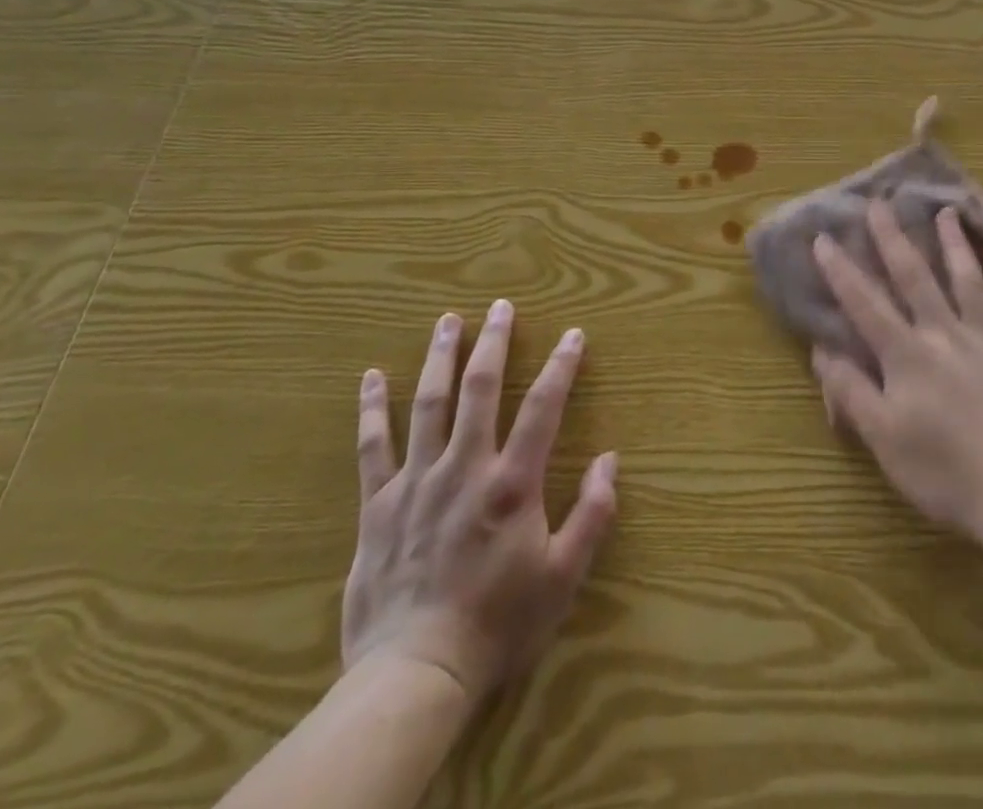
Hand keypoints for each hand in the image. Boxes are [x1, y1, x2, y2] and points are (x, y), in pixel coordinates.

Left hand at [342, 299, 617, 697]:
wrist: (414, 676)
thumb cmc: (497, 625)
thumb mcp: (562, 577)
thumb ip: (592, 515)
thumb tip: (610, 459)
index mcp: (511, 483)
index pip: (543, 407)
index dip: (561, 366)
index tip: (573, 334)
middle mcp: (464, 468)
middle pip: (481, 389)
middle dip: (494, 343)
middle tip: (500, 306)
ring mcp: (416, 482)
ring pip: (429, 404)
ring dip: (440, 357)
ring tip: (448, 320)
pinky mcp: (377, 505)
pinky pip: (373, 447)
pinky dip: (372, 409)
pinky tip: (372, 377)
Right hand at [810, 202, 982, 550]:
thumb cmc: (944, 472)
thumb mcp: (884, 439)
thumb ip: (851, 391)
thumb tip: (822, 350)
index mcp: (907, 355)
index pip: (865, 304)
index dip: (841, 271)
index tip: (823, 238)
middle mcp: (945, 335)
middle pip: (916, 277)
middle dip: (893, 238)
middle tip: (880, 203)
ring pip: (967, 280)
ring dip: (954, 244)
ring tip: (947, 212)